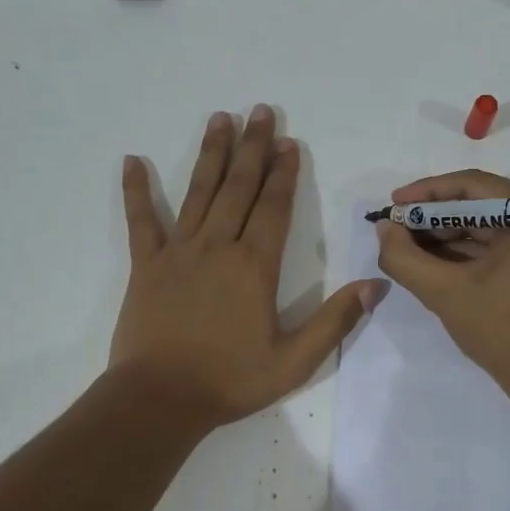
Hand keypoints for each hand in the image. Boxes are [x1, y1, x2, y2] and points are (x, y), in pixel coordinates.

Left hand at [112, 106, 380, 431]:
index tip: (289, 142)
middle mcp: (217, 247)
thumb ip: (335, 321)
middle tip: (260, 111)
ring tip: (220, 119)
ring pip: (198, 192)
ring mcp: (178, 253)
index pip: (273, 207)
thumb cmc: (231, 381)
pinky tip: (133, 160)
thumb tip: (376, 285)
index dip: (284, 173)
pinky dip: (136, 190)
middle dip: (252, 148)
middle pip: (238, 187)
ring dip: (211, 154)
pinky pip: (141, 221)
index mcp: (254, 267)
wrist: (160, 399)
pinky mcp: (146, 266)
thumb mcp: (295, 360)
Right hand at [373, 170, 509, 394]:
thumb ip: (405, 258)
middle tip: (395, 230)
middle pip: (479, 203)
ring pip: (486, 225)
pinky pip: (497, 245)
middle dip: (433, 217)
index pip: (472, 185)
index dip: (426, 193)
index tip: (393, 204)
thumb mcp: (445, 292)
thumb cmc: (502, 330)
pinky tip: (430, 261)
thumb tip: (383, 228)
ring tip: (406, 247)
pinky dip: (464, 252)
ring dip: (445, 235)